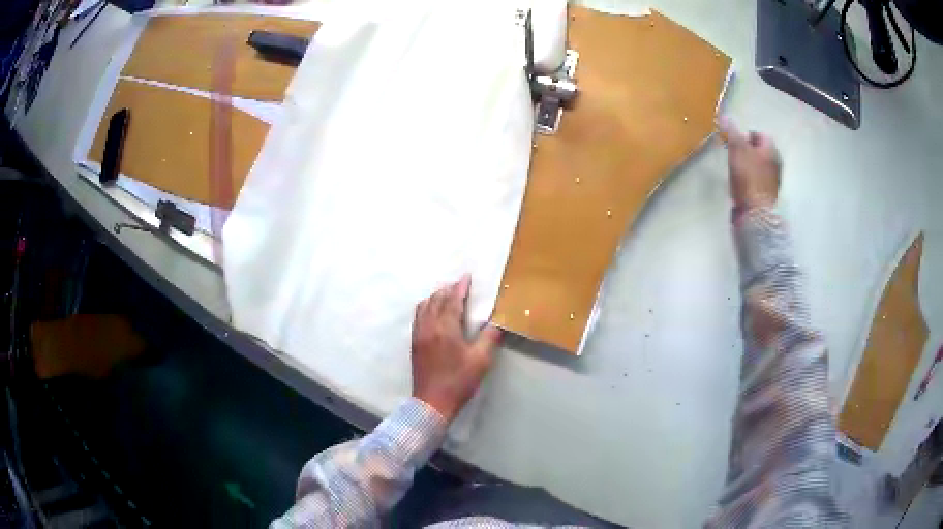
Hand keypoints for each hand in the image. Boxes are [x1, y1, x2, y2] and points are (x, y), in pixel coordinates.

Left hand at [411, 275, 502, 421]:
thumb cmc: (459, 381)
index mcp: (446, 329)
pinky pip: (418, 316)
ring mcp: (419, 334)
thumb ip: (489, 338)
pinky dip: (426, 307)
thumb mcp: (480, 361)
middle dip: (447, 290)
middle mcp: (429, 327)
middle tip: (459, 286)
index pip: (452, 301)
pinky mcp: (414, 343)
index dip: (460, 287)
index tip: (466, 277)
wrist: (432, 401)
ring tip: (446, 296)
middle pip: (436, 300)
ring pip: (424, 307)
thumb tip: (496, 323)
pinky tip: (432, 312)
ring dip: (435, 297)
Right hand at [718, 117, 780, 210]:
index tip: (734, 140)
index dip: (746, 135)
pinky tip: (741, 185)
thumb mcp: (737, 149)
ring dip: (748, 165)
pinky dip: (750, 179)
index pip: (760, 135)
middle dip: (747, 150)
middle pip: (760, 151)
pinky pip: (758, 181)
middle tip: (733, 154)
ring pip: (759, 166)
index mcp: (771, 150)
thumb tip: (725, 116)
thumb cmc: (748, 177)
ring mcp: (773, 181)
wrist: (755, 213)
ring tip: (735, 169)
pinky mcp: (767, 196)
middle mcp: (776, 164)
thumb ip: (732, 132)